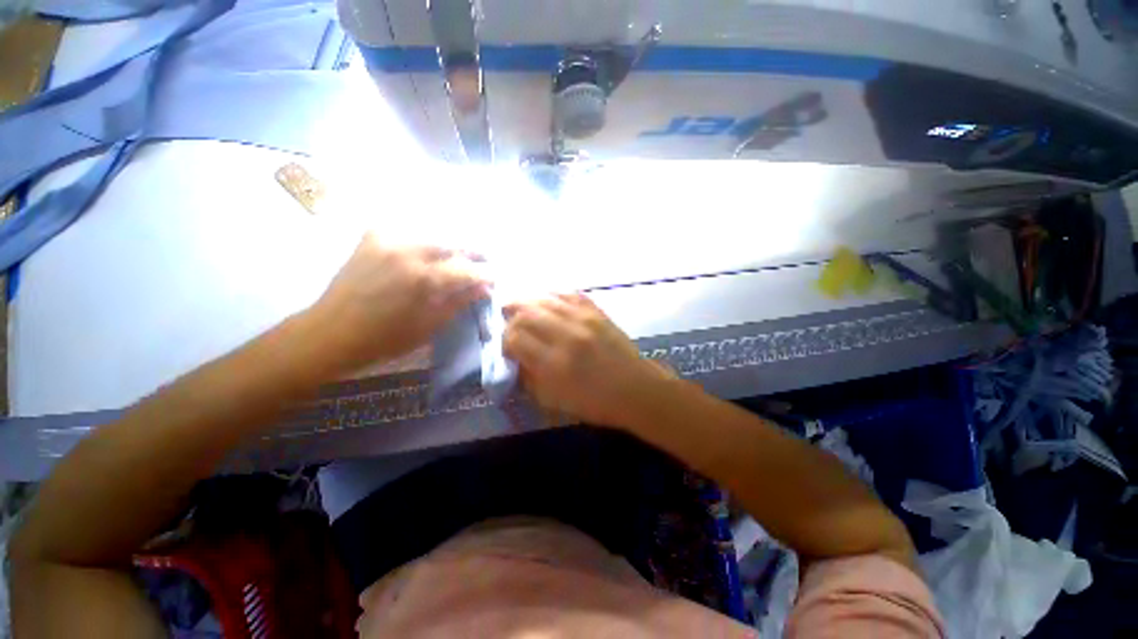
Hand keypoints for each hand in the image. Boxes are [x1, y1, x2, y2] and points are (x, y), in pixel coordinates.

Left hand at [309, 233, 487, 373]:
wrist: (331, 332)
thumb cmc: (385, 338)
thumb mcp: (429, 326)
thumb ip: (459, 302)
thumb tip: (484, 289)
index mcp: (423, 278)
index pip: (467, 269)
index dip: (485, 274)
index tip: (495, 278)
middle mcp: (408, 251)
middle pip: (453, 243)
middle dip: (473, 252)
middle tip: (484, 260)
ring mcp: (387, 240)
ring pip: (432, 233)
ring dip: (451, 244)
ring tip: (459, 256)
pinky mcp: (372, 238)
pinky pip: (407, 230)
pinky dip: (422, 239)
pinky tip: (427, 249)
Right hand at [503, 293, 672, 427]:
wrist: (635, 389)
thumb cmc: (594, 402)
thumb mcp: (554, 400)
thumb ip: (530, 377)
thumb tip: (516, 356)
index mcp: (554, 363)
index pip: (515, 338)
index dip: (505, 340)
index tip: (508, 346)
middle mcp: (566, 335)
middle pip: (526, 313)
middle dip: (511, 317)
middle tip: (509, 322)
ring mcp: (583, 319)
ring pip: (545, 299)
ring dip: (528, 302)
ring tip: (521, 307)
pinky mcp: (597, 312)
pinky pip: (569, 294)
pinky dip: (553, 295)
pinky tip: (547, 300)